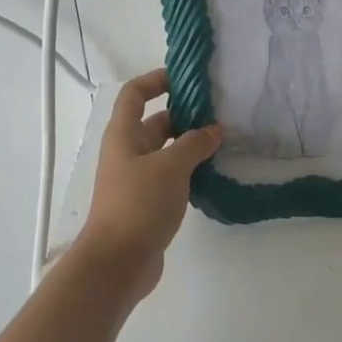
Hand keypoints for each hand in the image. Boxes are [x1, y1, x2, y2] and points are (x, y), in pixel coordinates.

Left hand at [75, 68, 221, 301]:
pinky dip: (189, 171)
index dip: (156, 79)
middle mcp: (127, 152)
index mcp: (123, 134)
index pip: (135, 94)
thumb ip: (194, 144)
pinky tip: (214, 172)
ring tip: (224, 141)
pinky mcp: (147, 203)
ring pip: (165, 151)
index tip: (186, 79)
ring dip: (190, 145)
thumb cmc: (138, 204)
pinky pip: (170, 176)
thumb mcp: (170, 167)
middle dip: (184, 115)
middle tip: (219, 113)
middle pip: (155, 122)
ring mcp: (136, 179)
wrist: (117, 262)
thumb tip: (214, 130)